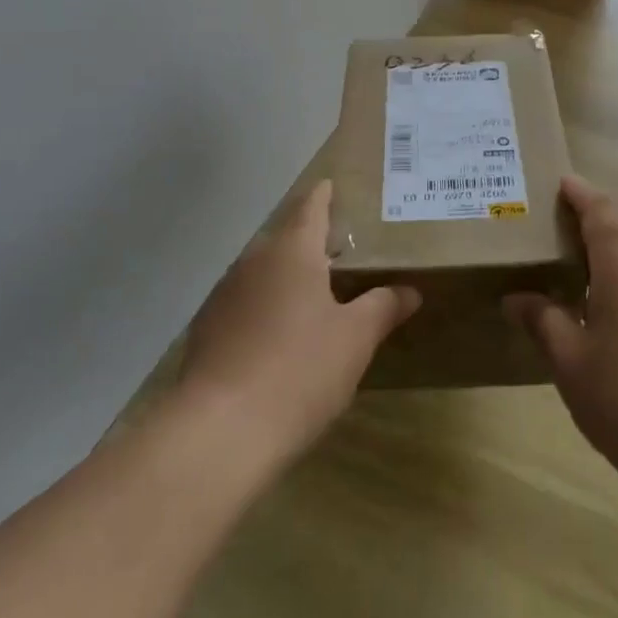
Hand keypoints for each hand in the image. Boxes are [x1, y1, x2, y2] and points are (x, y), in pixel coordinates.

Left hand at [177, 181, 419, 473]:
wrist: (218, 432)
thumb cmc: (299, 370)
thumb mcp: (355, 339)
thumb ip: (383, 307)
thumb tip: (410, 290)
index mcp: (292, 252)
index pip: (310, 208)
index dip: (323, 196)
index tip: (331, 184)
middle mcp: (253, 262)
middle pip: (284, 237)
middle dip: (308, 238)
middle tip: (337, 246)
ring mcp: (224, 296)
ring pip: (262, 270)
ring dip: (286, 273)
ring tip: (312, 290)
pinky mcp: (206, 331)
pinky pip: (244, 302)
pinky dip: (264, 304)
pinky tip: (277, 334)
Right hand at [505, 176, 617, 491]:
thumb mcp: (570, 360)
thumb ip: (543, 320)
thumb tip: (517, 298)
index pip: (601, 210)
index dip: (579, 193)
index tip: (557, 183)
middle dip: (588, 221)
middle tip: (549, 227)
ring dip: (605, 252)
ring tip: (567, 266)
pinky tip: (600, 309)